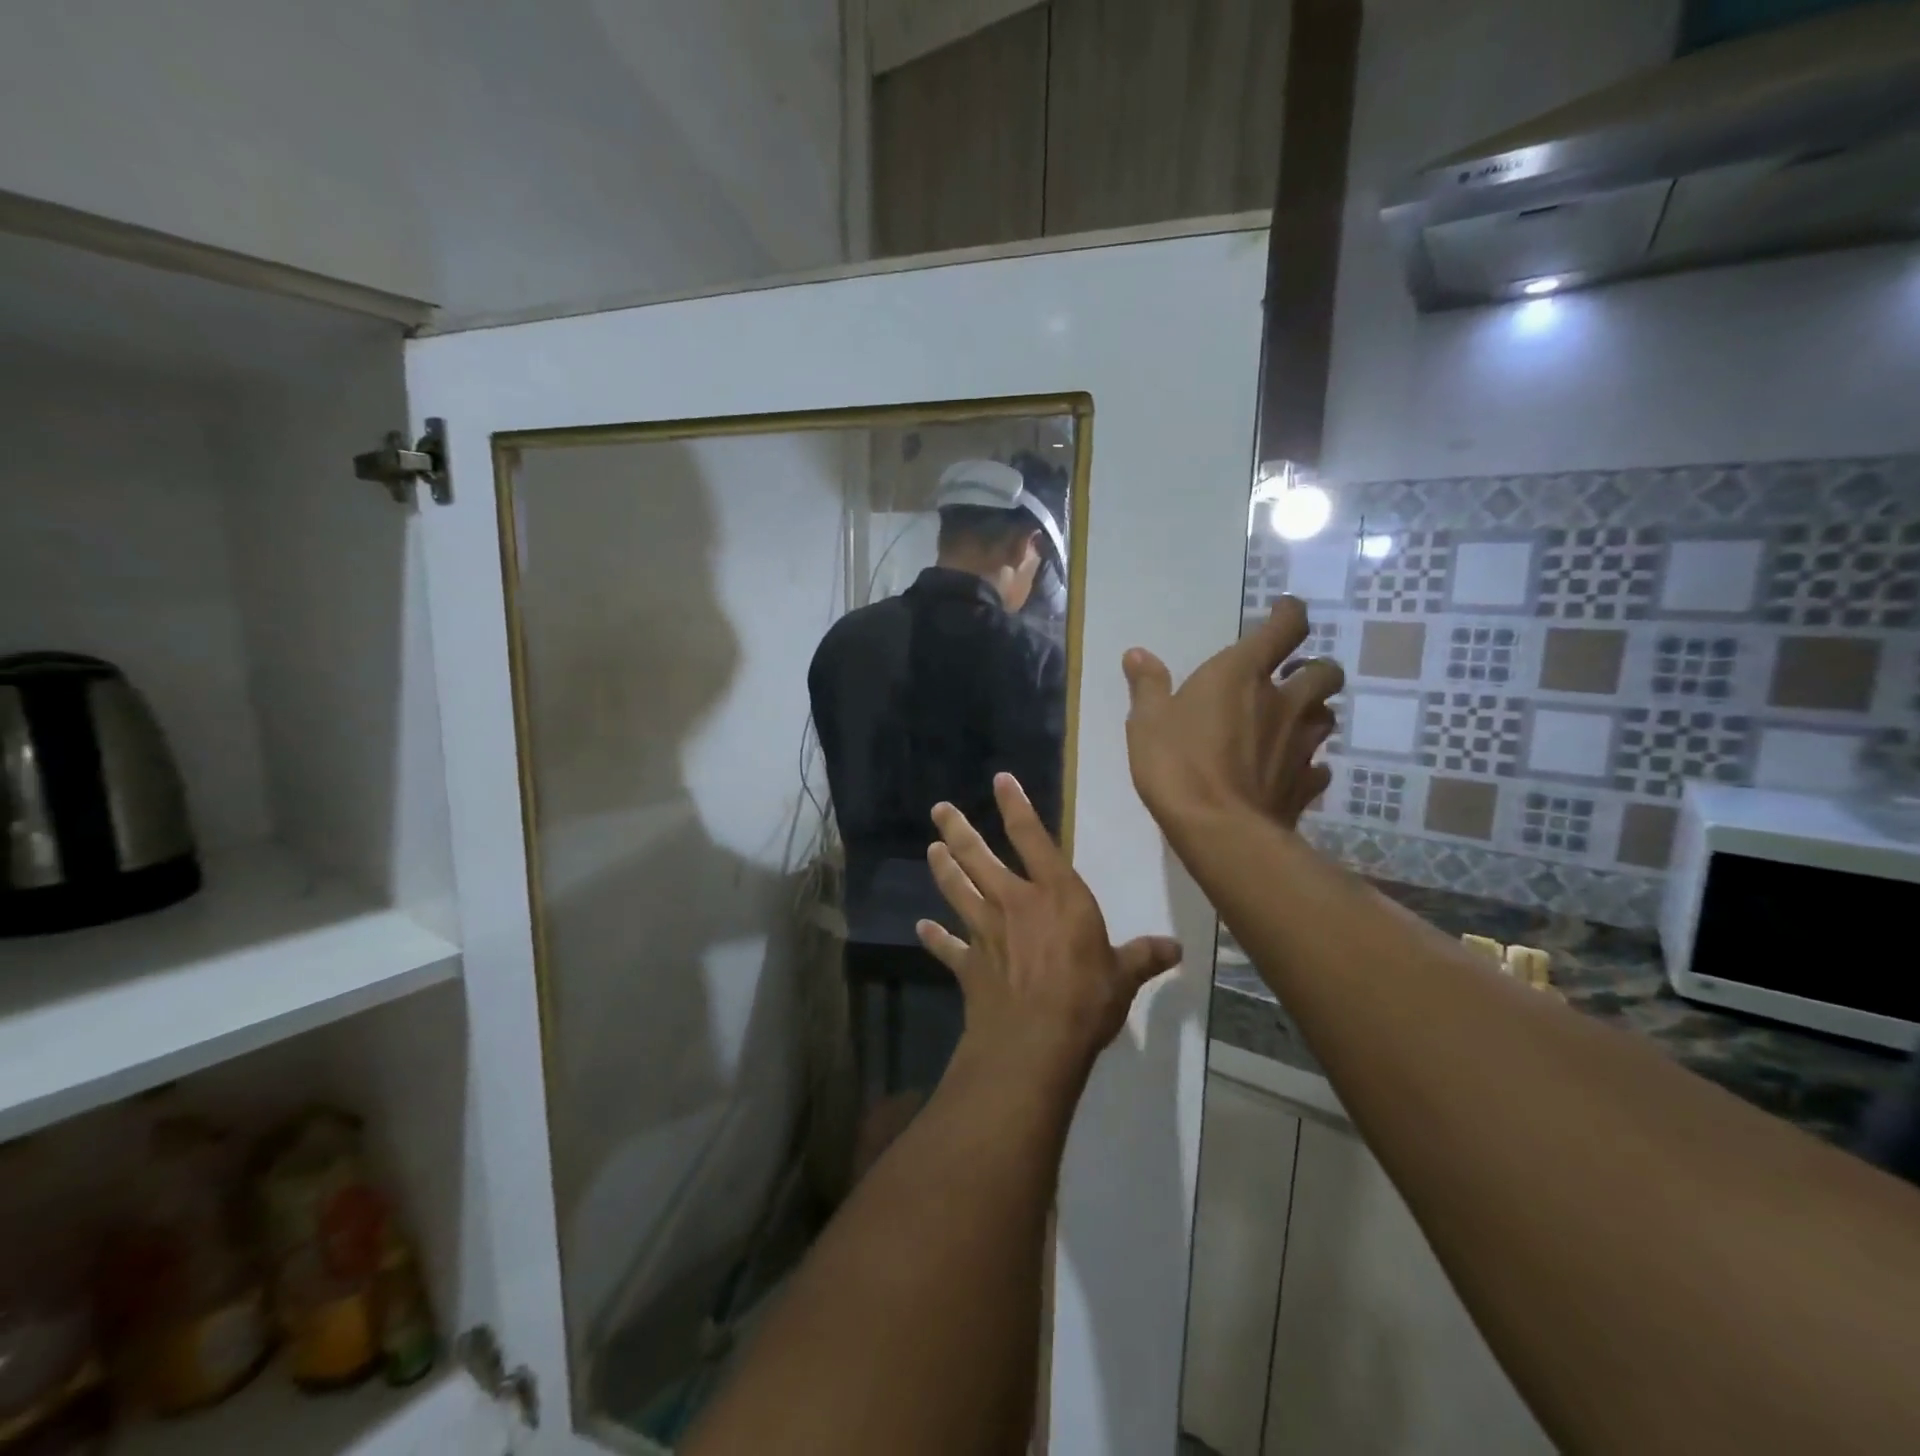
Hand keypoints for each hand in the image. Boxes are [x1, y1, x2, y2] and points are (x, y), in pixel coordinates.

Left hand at [915, 774, 1181, 1074]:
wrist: (1035, 1042)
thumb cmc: (1085, 1000)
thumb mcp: (1123, 977)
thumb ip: (1144, 956)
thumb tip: (1177, 948)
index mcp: (1056, 895)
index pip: (1033, 838)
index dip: (1016, 806)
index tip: (1000, 780)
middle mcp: (1014, 903)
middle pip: (978, 857)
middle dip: (957, 830)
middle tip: (939, 810)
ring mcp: (986, 932)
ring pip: (957, 890)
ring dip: (943, 869)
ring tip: (932, 850)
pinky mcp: (969, 964)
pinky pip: (947, 947)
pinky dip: (935, 937)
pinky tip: (922, 928)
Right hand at [1121, 596, 1342, 830]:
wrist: (1217, 829)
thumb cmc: (1177, 764)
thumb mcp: (1147, 721)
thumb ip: (1148, 685)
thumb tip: (1137, 654)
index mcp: (1242, 674)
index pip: (1286, 628)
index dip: (1290, 614)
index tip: (1285, 611)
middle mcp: (1282, 702)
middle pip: (1325, 673)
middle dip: (1313, 670)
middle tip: (1290, 678)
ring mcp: (1300, 744)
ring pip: (1327, 717)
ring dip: (1313, 713)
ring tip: (1290, 722)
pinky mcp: (1305, 784)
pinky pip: (1319, 766)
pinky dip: (1309, 764)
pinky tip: (1292, 771)